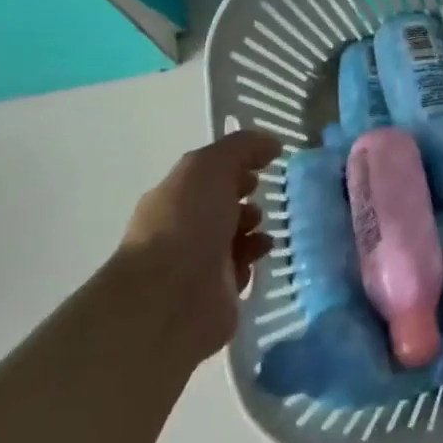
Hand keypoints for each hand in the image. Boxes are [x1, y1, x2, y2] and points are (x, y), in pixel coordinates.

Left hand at [120, 128, 281, 361]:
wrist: (172, 299)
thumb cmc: (187, 224)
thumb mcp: (209, 167)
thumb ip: (241, 148)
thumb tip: (271, 143)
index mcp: (174, 196)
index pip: (208, 174)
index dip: (236, 165)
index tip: (266, 164)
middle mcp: (182, 228)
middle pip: (220, 205)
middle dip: (246, 197)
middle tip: (266, 196)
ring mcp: (198, 263)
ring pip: (234, 237)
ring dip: (254, 229)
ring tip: (266, 227)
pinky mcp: (217, 294)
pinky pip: (241, 269)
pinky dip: (253, 259)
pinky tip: (263, 254)